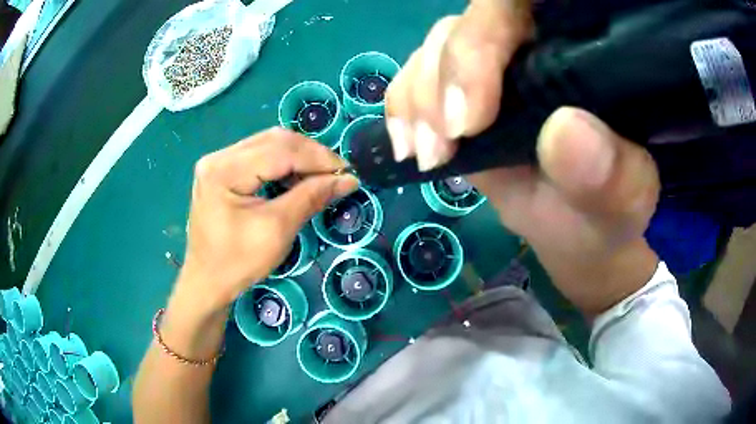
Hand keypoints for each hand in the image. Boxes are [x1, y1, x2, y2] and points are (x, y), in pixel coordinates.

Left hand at [174, 129, 358, 315]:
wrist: (207, 282)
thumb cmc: (237, 263)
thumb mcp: (277, 230)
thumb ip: (311, 197)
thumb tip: (348, 179)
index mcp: (224, 170)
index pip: (280, 150)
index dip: (318, 158)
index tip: (347, 172)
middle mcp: (218, 157)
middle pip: (274, 140)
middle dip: (310, 155)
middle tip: (336, 174)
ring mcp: (218, 162)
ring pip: (269, 145)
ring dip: (299, 157)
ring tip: (321, 177)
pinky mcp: (222, 171)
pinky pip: (260, 156)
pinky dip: (284, 164)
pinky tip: (298, 178)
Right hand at [386, 0, 659, 315]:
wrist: (576, 227)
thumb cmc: (606, 211)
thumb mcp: (623, 200)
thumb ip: (612, 173)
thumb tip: (566, 131)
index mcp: (586, 53)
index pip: (526, 6)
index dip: (488, 34)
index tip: (475, 114)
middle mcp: (539, 45)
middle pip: (475, 22)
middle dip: (449, 75)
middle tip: (447, 143)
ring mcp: (497, 65)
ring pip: (440, 45)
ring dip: (420, 97)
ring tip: (429, 155)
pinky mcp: (465, 90)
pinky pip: (417, 74)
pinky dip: (403, 105)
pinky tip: (408, 144)